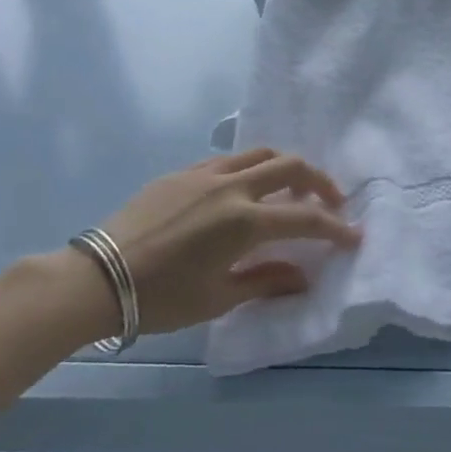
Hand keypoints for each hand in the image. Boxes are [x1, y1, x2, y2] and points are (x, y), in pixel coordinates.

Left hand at [74, 148, 360, 339]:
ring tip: (293, 187)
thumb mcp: (218, 298)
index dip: (335, 227)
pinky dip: (251, 168)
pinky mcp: (184, 172)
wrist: (96, 279)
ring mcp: (207, 174)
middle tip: (330, 202)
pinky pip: (229, 160)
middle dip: (320, 182)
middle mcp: (233, 187)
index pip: (305, 218)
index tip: (354, 235)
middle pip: (292, 166)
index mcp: (245, 221)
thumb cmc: (161, 298)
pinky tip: (246, 189)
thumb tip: (303, 276)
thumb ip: (266, 280)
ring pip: (261, 153)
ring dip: (287, 167)